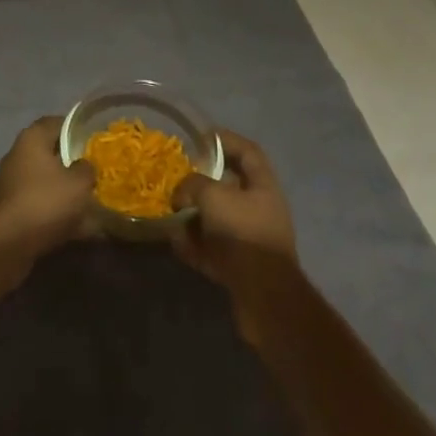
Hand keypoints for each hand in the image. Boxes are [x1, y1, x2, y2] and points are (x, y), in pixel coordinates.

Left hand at [0, 116, 97, 254]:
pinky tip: (76, 228)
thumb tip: (85, 166)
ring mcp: (12, 183)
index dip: (77, 130)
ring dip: (65, 191)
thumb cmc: (45, 201)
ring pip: (46, 181)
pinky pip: (39, 204)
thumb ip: (87, 169)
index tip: (95, 142)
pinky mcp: (11, 210)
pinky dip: (55, 212)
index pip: (57, 123)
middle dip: (73, 164)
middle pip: (51, 153)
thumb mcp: (79, 182)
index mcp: (33, 138)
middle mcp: (19, 155)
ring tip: (90, 204)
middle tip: (95, 174)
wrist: (7, 244)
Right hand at [171, 129, 298, 326]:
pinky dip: (194, 244)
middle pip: (228, 186)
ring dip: (194, 216)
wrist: (264, 297)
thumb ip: (193, 185)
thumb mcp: (213, 196)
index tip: (200, 138)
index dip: (225, 140)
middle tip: (178, 179)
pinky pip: (212, 247)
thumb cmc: (243, 233)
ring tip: (171, 214)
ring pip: (217, 219)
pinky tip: (176, 243)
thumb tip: (181, 193)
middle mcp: (259, 209)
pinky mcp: (239, 266)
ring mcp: (249, 239)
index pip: (247, 151)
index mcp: (263, 186)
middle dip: (202, 182)